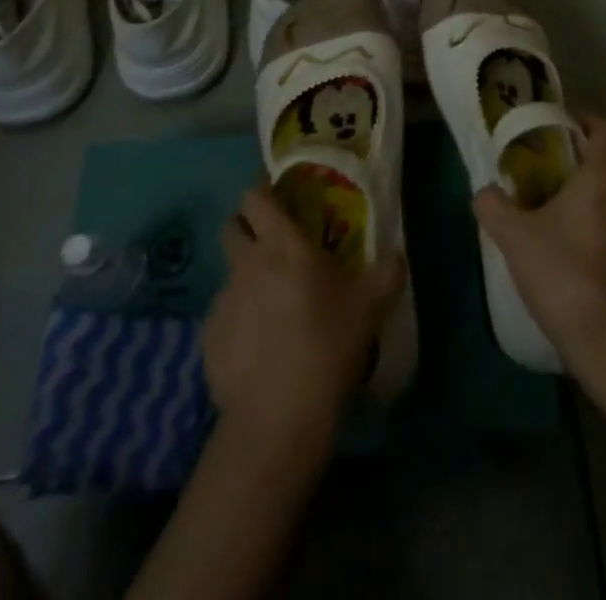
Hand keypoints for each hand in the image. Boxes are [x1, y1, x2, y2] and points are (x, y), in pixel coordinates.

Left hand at [204, 183, 405, 440]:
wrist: (279, 416)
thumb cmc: (328, 344)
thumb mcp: (371, 304)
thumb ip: (388, 271)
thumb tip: (397, 254)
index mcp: (282, 245)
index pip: (255, 197)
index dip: (262, 190)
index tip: (277, 194)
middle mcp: (247, 263)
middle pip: (232, 227)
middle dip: (247, 226)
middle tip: (272, 242)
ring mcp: (223, 300)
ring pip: (230, 272)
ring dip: (247, 277)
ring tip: (272, 304)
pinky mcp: (208, 338)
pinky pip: (224, 314)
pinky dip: (239, 319)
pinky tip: (260, 345)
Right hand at [472, 114, 605, 372]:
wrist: (602, 339)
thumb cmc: (559, 274)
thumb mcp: (512, 237)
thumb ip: (492, 206)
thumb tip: (483, 192)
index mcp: (598, 181)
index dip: (591, 120)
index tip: (570, 125)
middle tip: (589, 156)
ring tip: (588, 208)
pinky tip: (605, 257)